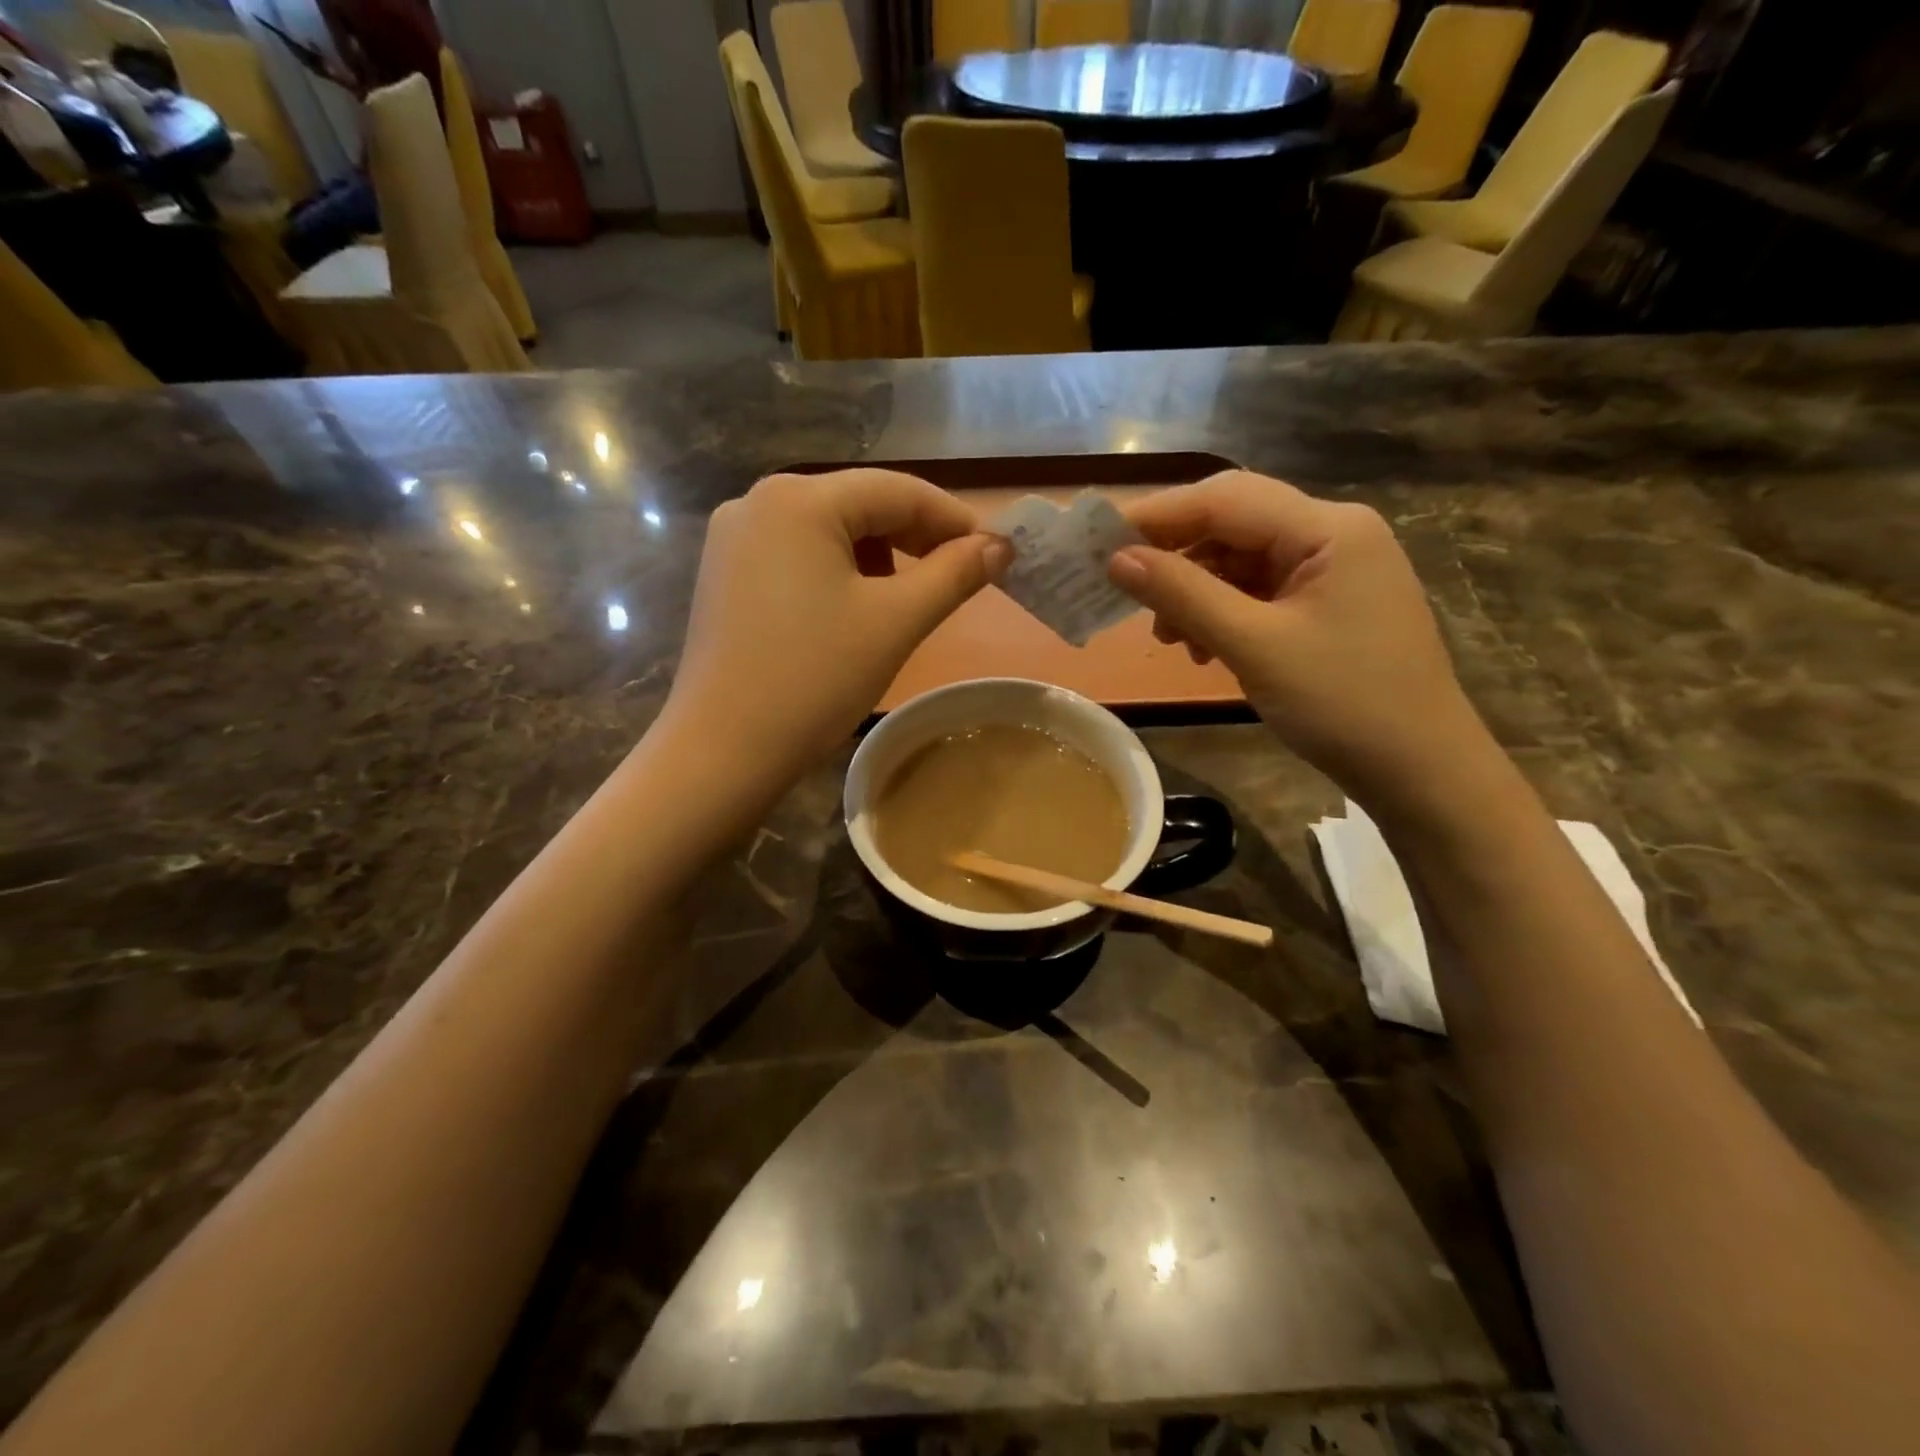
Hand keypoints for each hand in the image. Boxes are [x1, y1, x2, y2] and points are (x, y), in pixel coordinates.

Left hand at [664, 469, 1006, 779]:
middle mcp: (758, 501)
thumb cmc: (815, 680)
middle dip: (915, 538)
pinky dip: (838, 572)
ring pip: (829, 531)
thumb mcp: (895, 623)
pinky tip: (853, 609)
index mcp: (798, 499)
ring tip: (907, 600)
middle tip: (960, 577)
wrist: (723, 751)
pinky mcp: (724, 573)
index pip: (897, 490)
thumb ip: (954, 574)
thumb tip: (1000, 546)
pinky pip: (798, 555)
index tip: (995, 552)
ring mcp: (734, 538)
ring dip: (879, 556)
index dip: (953, 519)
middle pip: (859, 504)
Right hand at [1109, 471, 1497, 816]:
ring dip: (1195, 591)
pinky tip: (1201, 647)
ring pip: (1242, 561)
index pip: (1225, 499)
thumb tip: (1116, 558)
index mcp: (1328, 528)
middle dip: (1175, 557)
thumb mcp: (1254, 646)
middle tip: (1124, 592)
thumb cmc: (1343, 704)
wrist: (1421, 771)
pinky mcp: (1327, 605)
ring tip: (1167, 638)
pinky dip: (1222, 613)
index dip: (1156, 517)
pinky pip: (1259, 592)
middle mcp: (1333, 534)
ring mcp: (1333, 570)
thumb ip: (1183, 595)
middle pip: (1233, 524)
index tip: (1098, 541)